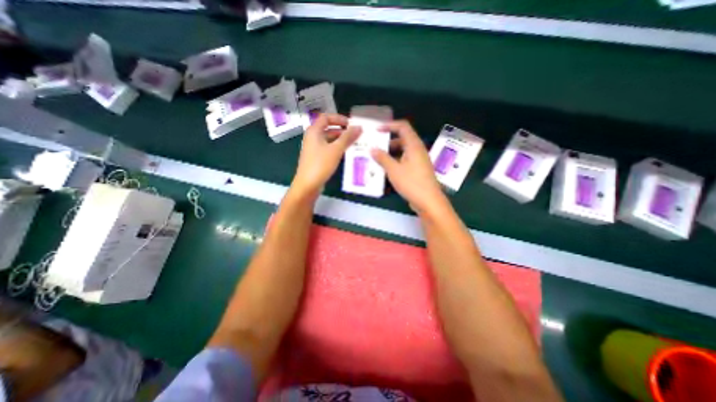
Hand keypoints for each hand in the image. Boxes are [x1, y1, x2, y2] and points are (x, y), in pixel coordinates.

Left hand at [291, 113, 360, 196]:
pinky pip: (327, 149)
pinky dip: (336, 148)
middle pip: (327, 128)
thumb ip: (348, 137)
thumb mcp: (336, 150)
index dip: (339, 118)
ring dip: (340, 140)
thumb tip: (359, 127)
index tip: (351, 124)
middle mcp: (312, 138)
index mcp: (314, 131)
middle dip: (342, 130)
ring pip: (328, 140)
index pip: (326, 117)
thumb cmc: (320, 165)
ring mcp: (313, 149)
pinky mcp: (316, 158)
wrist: (307, 185)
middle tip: (355, 135)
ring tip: (353, 144)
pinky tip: (345, 154)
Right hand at [368, 120, 444, 213]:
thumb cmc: (412, 183)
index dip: (389, 125)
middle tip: (375, 146)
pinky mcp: (418, 170)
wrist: (429, 201)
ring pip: (403, 150)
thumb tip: (372, 149)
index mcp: (414, 145)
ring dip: (391, 152)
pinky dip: (396, 161)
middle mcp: (418, 150)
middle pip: (403, 138)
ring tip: (378, 158)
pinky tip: (387, 169)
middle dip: (388, 141)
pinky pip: (405, 160)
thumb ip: (382, 158)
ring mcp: (419, 160)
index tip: (376, 130)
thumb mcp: (394, 170)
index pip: (403, 127)